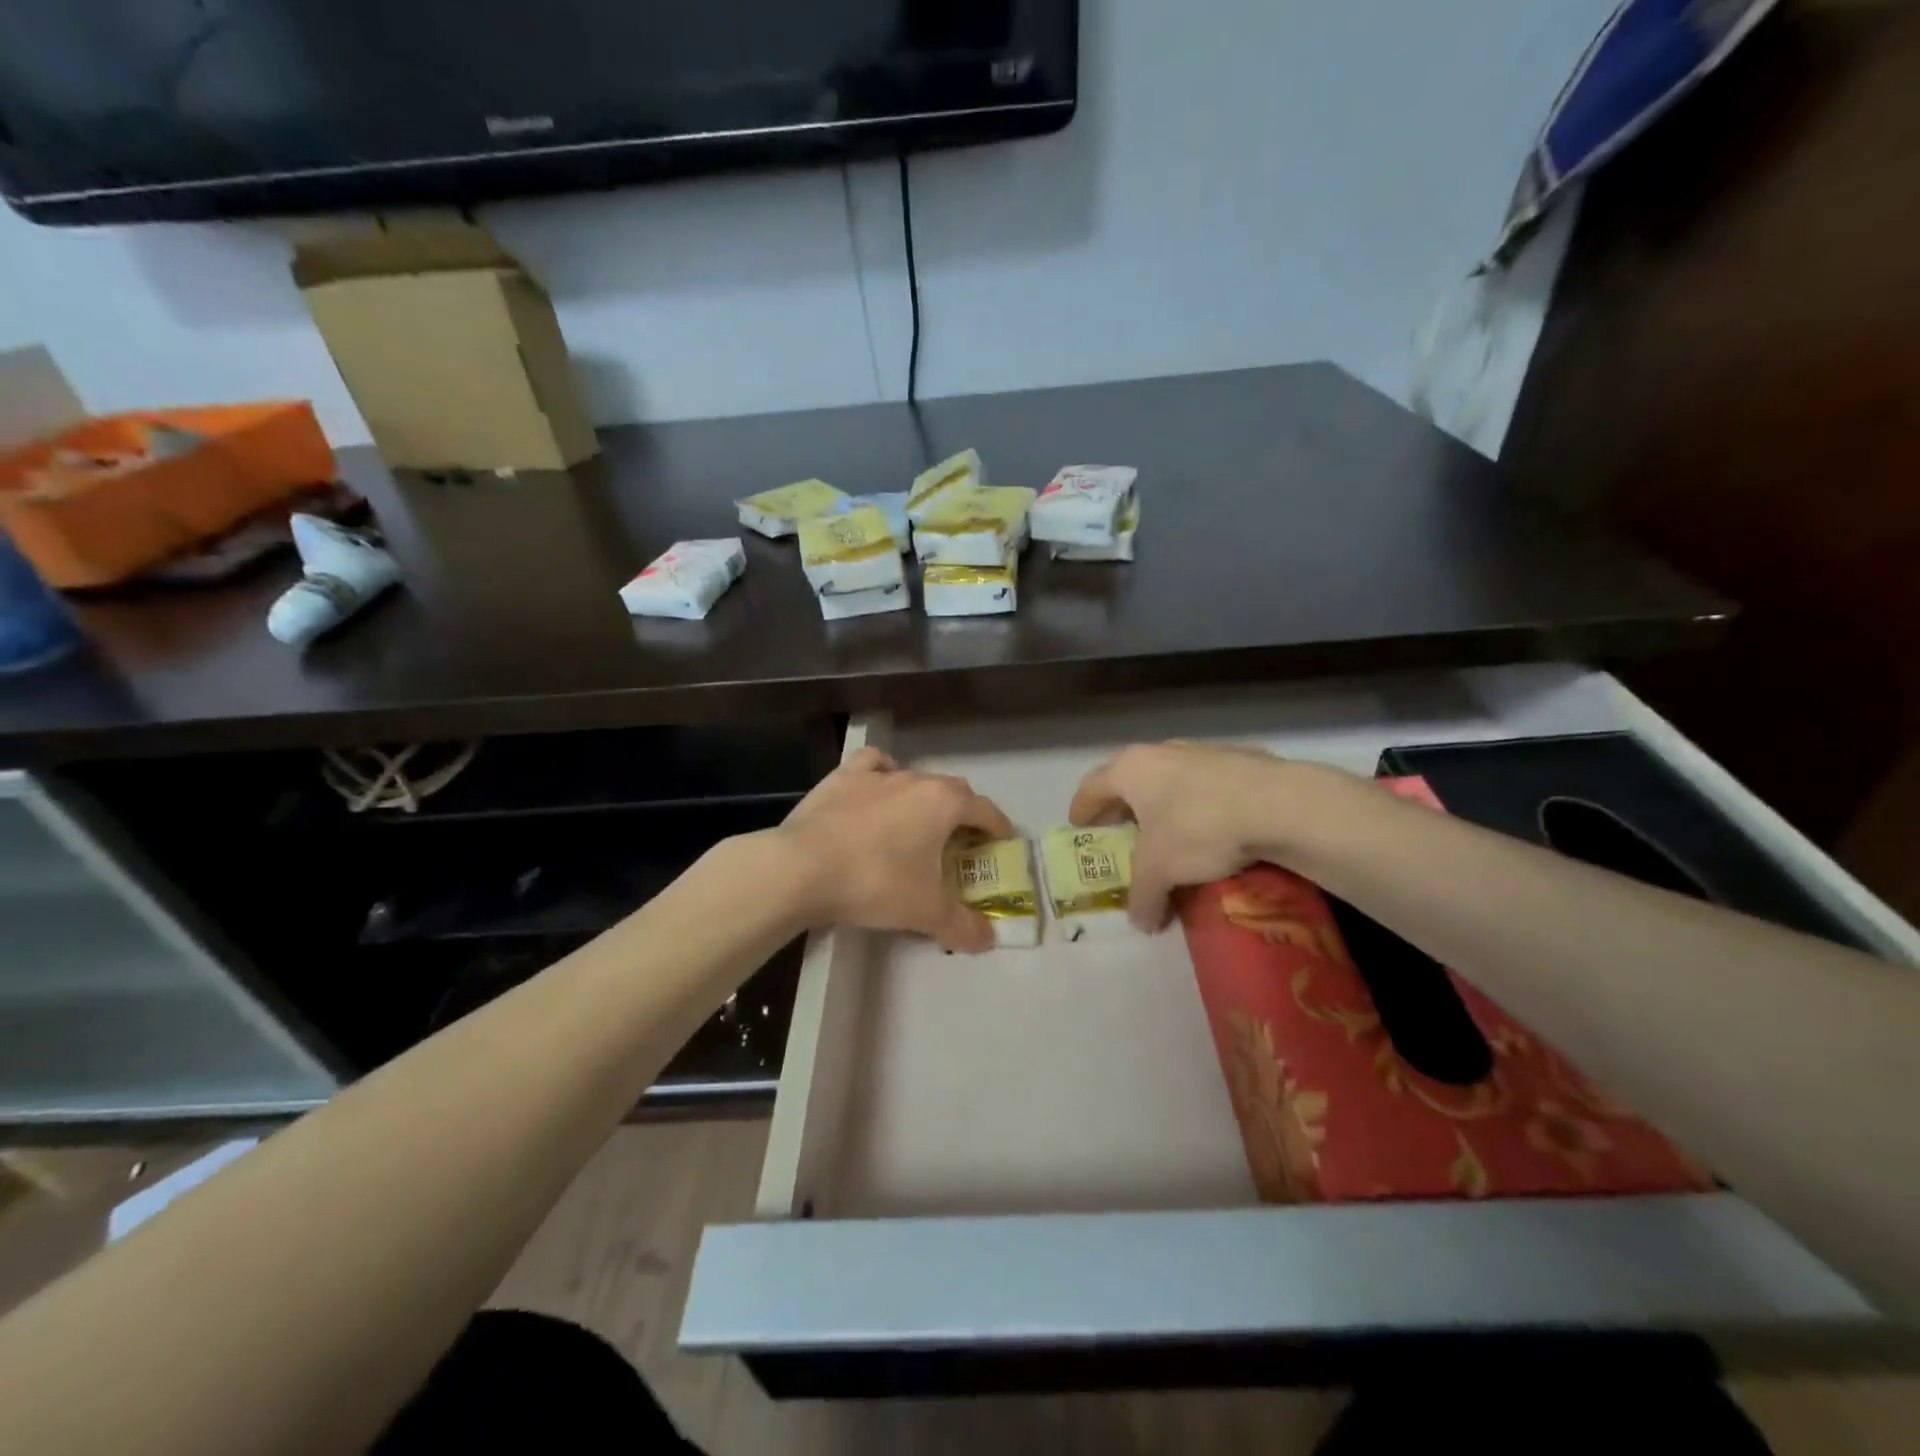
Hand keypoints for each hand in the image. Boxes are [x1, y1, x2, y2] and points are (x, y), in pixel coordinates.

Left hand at [776, 745, 1015, 951]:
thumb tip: (988, 940)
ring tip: (918, 820)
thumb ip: (962, 925)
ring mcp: (876, 775)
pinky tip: (878, 790)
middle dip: (963, 813)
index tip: (1002, 842)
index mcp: (943, 803)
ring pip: (914, 776)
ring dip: (924, 795)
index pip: (985, 810)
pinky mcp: (841, 777)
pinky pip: (873, 766)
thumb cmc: (874, 882)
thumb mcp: (925, 912)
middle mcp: (915, 779)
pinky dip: (883, 774)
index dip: (998, 827)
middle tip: (961, 842)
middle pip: (953, 790)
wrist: (801, 868)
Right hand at [1069, 741, 1306, 930]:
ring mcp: (1202, 751)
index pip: (1092, 786)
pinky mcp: (1240, 759)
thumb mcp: (1160, 871)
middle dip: (1122, 806)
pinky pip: (1205, 784)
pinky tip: (1212, 829)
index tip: (1078, 827)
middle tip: (1120, 832)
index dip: (1082, 809)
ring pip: (1169, 778)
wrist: (1279, 804)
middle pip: (1129, 779)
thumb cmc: (1199, 828)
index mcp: (1131, 768)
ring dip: (1162, 804)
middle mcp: (1161, 751)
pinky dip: (1198, 804)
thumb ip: (1142, 896)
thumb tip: (1140, 923)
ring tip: (1167, 833)